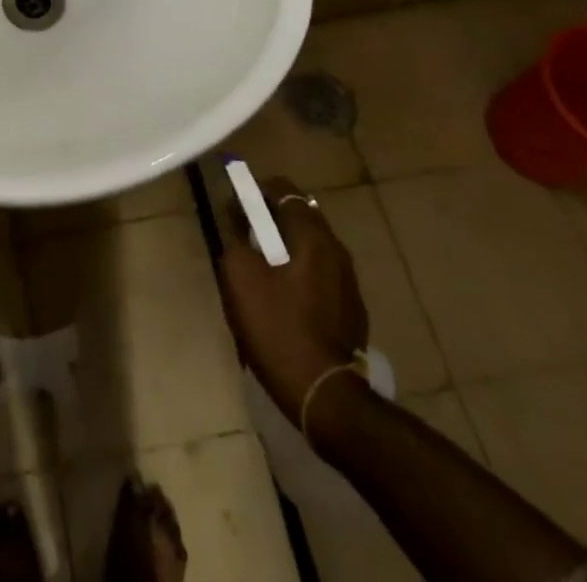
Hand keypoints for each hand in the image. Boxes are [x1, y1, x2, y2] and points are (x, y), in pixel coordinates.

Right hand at [217, 176, 368, 431]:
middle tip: (243, 232)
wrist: (324, 397)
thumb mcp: (240, 277)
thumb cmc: (278, 328)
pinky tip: (281, 296)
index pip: (285, 191)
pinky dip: (298, 271)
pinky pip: (319, 274)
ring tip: (259, 266)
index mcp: (313, 238)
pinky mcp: (351, 311)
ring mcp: (348, 284)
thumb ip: (235, 239)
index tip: (235, 200)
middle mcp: (337, 252)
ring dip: (284, 246)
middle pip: (300, 217)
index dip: (257, 189)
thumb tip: (237, 218)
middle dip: (270, 218)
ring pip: (310, 247)